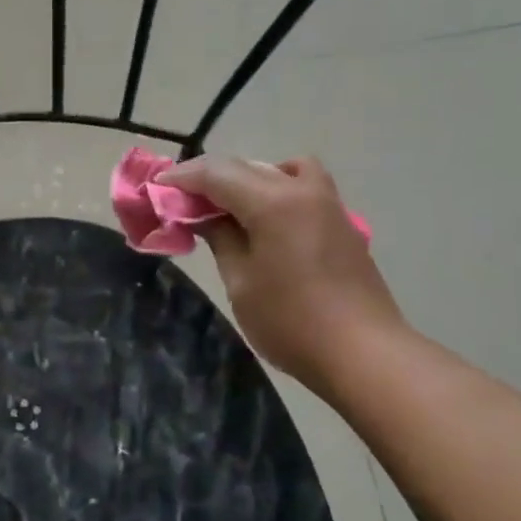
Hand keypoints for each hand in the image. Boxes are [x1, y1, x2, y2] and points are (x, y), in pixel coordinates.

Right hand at [156, 156, 404, 396]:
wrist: (363, 353)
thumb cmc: (291, 321)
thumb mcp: (241, 282)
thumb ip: (221, 238)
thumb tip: (204, 216)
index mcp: (273, 201)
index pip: (217, 173)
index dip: (183, 178)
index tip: (157, 186)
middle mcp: (302, 190)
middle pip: (247, 167)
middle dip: (211, 178)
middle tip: (183, 199)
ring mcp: (328, 204)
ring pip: (281, 170)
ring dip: (248, 179)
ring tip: (228, 207)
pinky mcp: (342, 223)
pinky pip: (302, 188)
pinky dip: (276, 190)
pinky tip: (266, 222)